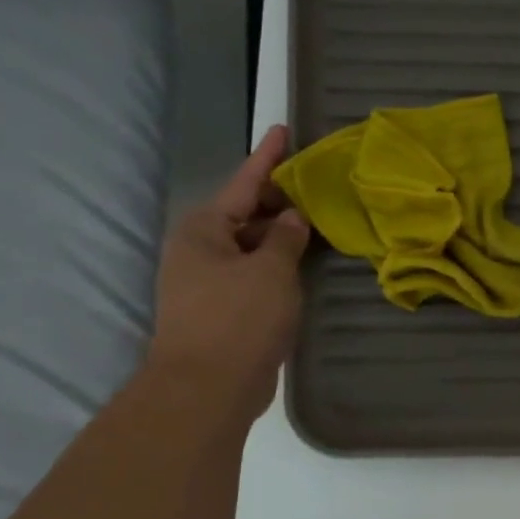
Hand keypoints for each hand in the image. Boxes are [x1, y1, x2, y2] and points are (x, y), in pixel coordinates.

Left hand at [149, 126, 309, 420]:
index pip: (243, 182)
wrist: (207, 388)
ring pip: (252, 245)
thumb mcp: (271, 271)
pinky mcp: (221, 307)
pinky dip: (278, 263)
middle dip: (280, 200)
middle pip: (246, 213)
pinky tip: (305, 262)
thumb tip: (295, 218)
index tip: (284, 130)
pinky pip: (255, 271)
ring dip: (282, 235)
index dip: (268, 157)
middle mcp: (200, 249)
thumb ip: (287, 238)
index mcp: (204, 230)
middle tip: (317, 185)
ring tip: (319, 221)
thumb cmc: (238, 319)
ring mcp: (207, 280)